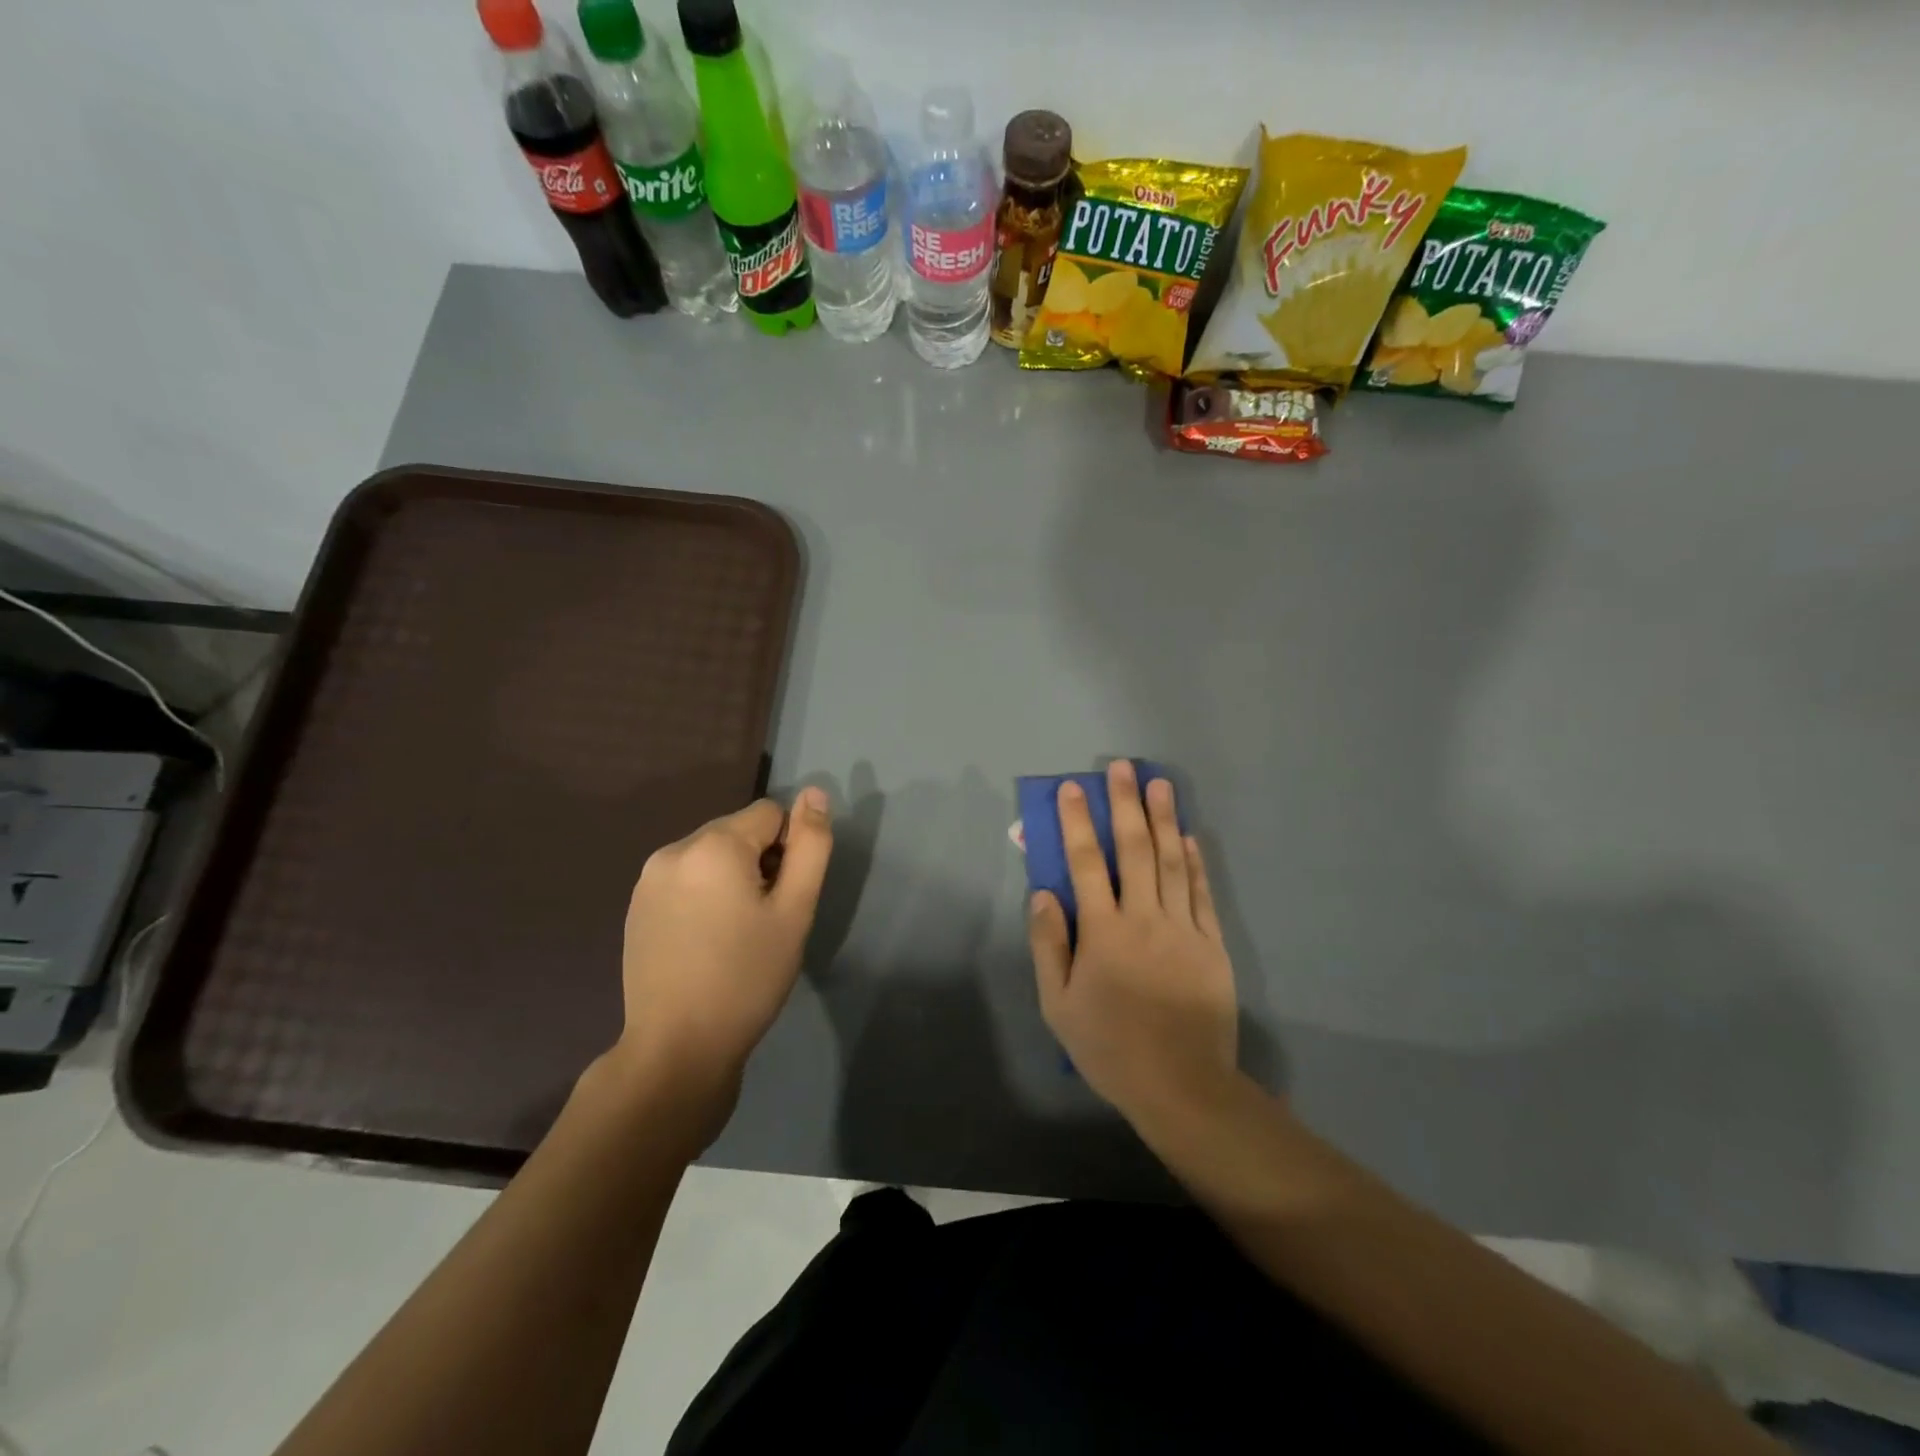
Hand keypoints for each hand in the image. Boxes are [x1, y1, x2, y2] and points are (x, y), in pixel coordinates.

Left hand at [612, 788, 832, 1137]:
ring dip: (731, 878)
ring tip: (734, 933)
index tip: (782, 900)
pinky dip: (703, 895)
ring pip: (711, 856)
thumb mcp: (795, 910)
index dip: (788, 852)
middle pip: (737, 832)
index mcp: (713, 845)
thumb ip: (811, 845)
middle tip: (763, 921)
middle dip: (758, 862)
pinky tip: (705, 942)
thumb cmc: (747, 977)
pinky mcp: (636, 906)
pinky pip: (685, 879)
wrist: (677, 1048)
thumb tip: (815, 792)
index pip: (770, 814)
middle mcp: (673, 849)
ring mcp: (648, 879)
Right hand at [1028, 761, 1238, 1121]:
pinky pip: (1201, 892)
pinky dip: (1194, 861)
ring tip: (1158, 784)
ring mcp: (1183, 928)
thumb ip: (1049, 945)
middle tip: (1122, 768)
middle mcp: (1144, 919)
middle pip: (1134, 850)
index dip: (1078, 823)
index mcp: (1103, 933)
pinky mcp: (1211, 943)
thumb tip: (1044, 893)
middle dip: (1126, 805)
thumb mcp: (1058, 1004)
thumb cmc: (1109, 1046)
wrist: (1181, 1086)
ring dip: (1163, 819)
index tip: (1073, 789)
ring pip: (1171, 862)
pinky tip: (1189, 837)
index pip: (1086, 864)